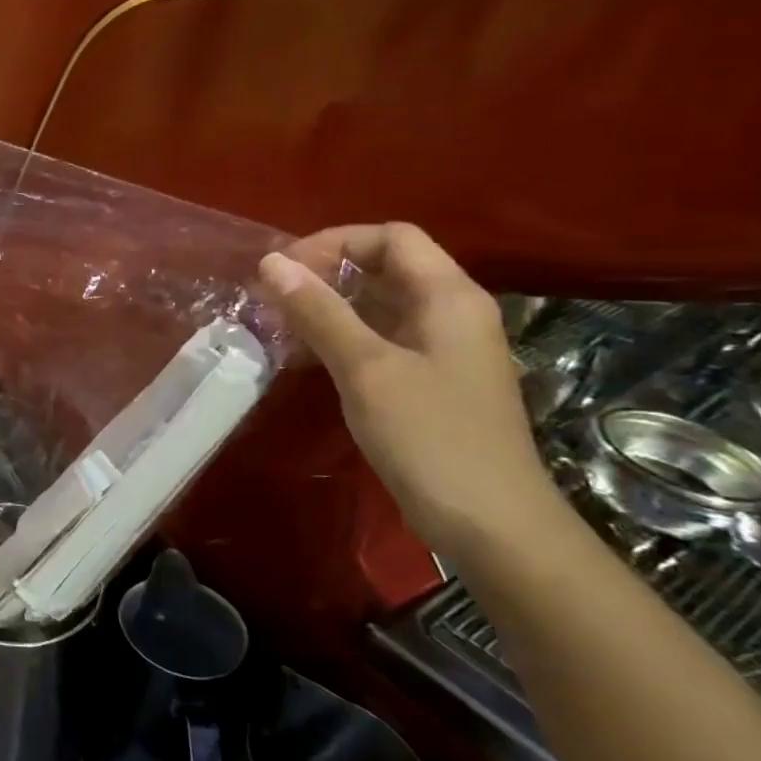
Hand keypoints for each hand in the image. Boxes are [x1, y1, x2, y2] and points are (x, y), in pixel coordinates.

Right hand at [258, 223, 557, 551]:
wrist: (490, 523)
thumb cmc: (429, 436)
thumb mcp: (366, 368)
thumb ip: (318, 312)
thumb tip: (271, 264)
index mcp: (448, 297)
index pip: (391, 237)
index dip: (334, 242)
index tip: (282, 271)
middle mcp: (450, 313)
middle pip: (385, 267)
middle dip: (324, 274)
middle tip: (271, 299)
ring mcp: (441, 350)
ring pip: (378, 306)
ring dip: (327, 308)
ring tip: (277, 326)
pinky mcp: (428, 382)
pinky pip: (379, 340)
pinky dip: (340, 338)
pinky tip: (304, 358)